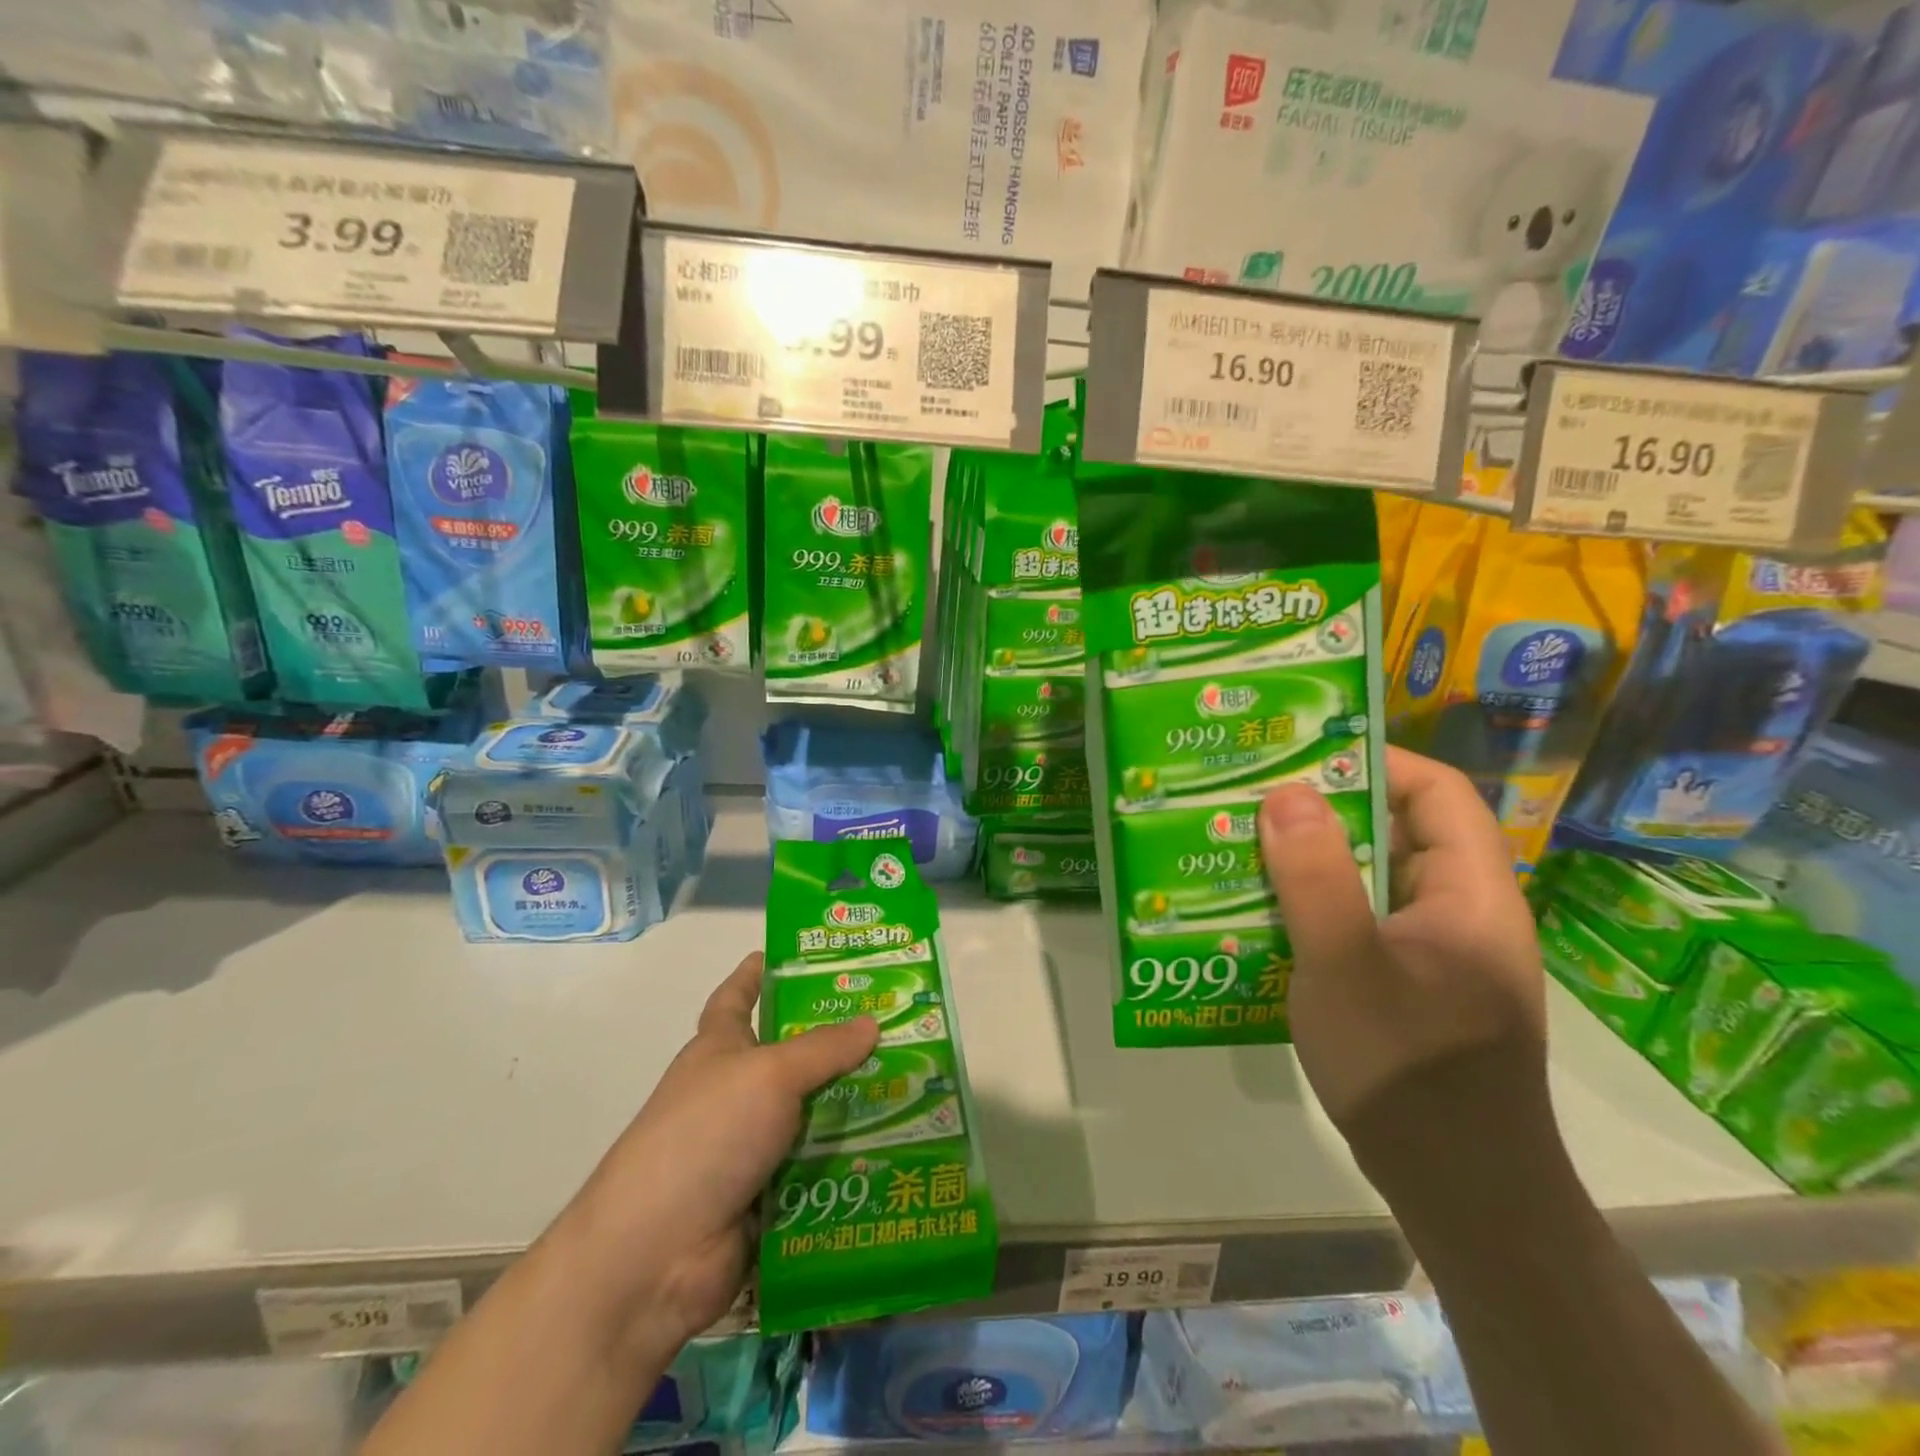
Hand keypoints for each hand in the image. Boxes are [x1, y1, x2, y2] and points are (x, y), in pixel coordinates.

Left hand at [550, 953, 877, 1353]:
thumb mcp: (769, 1074)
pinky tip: (900, 1147)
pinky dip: (852, 1160)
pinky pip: (820, 1167)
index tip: (802, 954)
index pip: (738, 996)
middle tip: (899, 1021)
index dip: (761, 972)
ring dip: (857, 1104)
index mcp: (720, 1047)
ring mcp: (751, 1146)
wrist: (655, 1257)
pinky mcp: (770, 1195)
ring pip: (814, 1112)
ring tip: (917, 1084)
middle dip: (840, 1040)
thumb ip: (824, 1048)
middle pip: (793, 1055)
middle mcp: (736, 1091)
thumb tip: (872, 1022)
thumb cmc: (705, 1135)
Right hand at [1258, 747, 1545, 1133]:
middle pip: (1400, 832)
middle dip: (1327, 810)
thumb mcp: (1346, 966)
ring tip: (1244, 846)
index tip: (1303, 753)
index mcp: (1471, 894)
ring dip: (1313, 860)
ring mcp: (1437, 952)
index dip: (1377, 761)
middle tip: (1254, 798)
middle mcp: (1462, 912)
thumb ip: (1316, 878)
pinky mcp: (1412, 985)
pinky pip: (1362, 921)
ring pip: (1374, 879)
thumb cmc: (1409, 1069)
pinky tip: (1263, 915)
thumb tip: (1286, 792)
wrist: (1459, 1193)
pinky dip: (1316, 906)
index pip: (1437, 793)